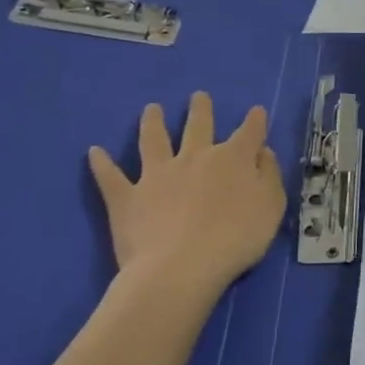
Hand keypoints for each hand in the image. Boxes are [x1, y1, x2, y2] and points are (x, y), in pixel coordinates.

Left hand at [87, 92, 286, 303]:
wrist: (181, 268)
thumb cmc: (235, 240)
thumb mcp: (271, 207)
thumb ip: (269, 176)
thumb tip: (262, 152)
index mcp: (233, 160)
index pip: (249, 133)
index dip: (255, 121)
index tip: (257, 111)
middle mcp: (194, 157)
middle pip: (198, 126)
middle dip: (200, 109)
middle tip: (198, 96)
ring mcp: (157, 175)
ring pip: (154, 140)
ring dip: (153, 122)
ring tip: (152, 109)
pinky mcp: (128, 197)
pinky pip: (111, 177)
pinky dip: (102, 164)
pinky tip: (94, 152)